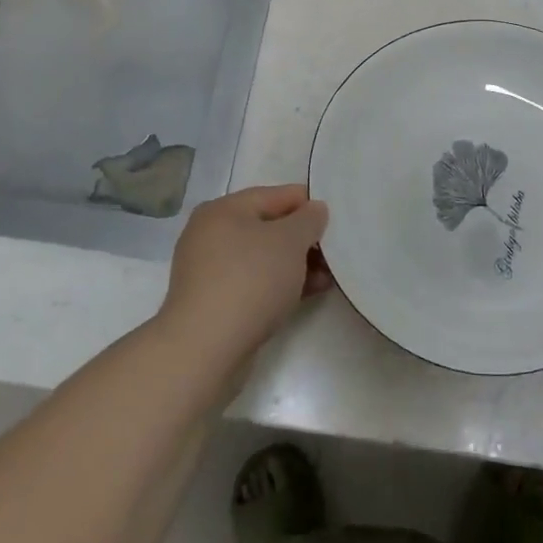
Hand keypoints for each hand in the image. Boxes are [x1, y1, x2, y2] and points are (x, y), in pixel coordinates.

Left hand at [158, 184, 330, 367]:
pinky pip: (254, 282)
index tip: (337, 222)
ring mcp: (209, 269)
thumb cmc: (250, 280)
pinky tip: (306, 294)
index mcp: (224, 209)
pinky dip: (279, 284)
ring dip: (296, 265)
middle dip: (304, 240)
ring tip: (327, 278)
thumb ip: (309, 220)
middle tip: (335, 253)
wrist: (205, 347)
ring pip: (263, 258)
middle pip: (269, 227)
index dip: (309, 205)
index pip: (277, 195)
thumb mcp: (290, 241)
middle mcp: (211, 233)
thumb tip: (314, 211)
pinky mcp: (213, 301)